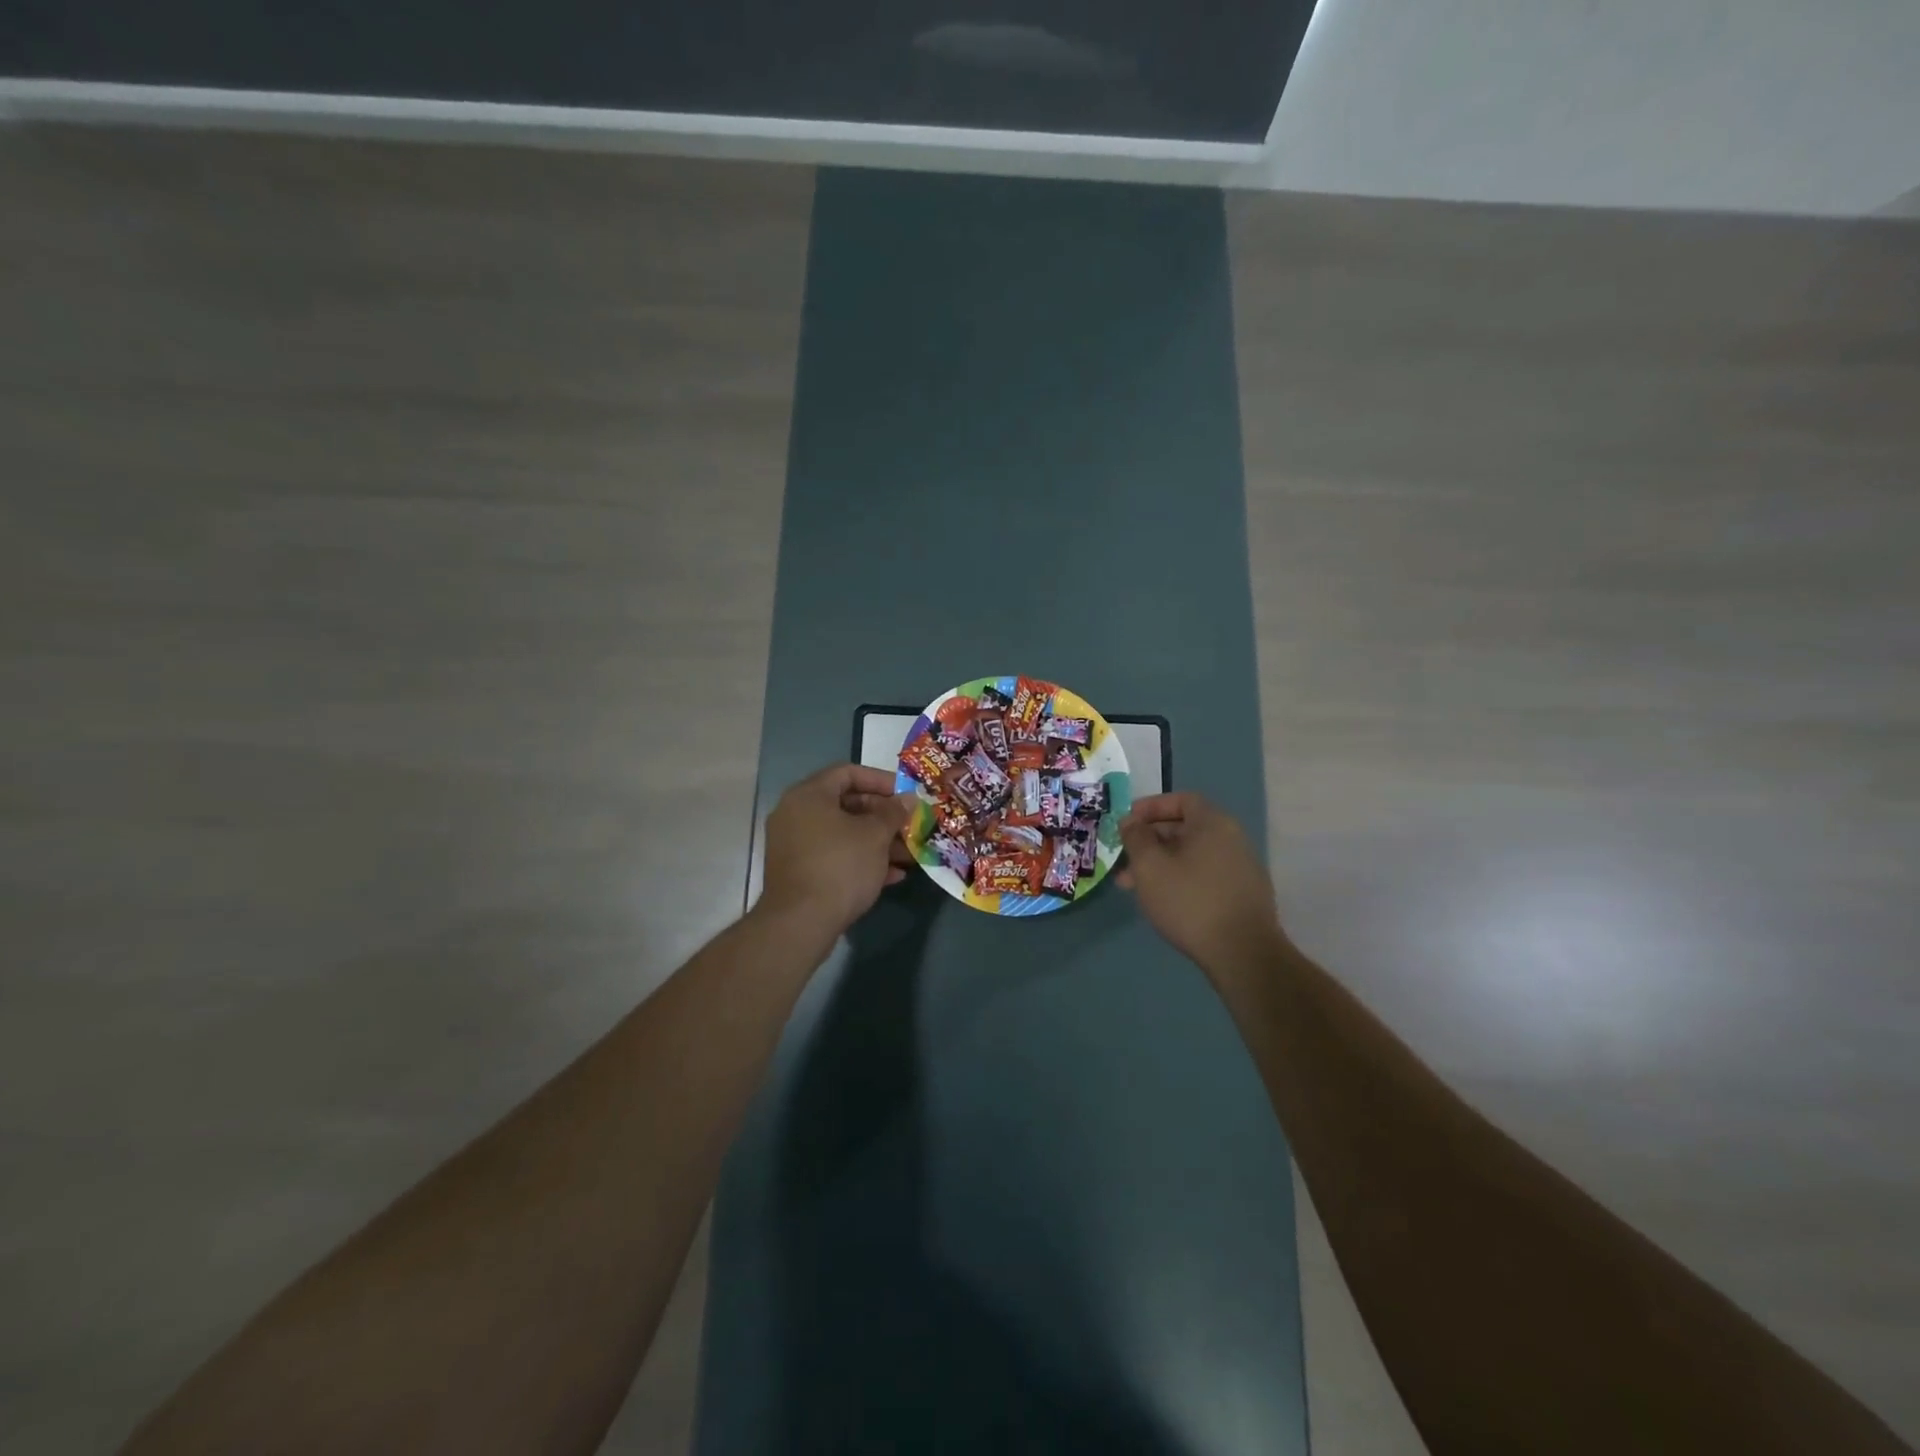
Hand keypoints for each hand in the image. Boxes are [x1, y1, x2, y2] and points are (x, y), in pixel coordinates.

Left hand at [758, 764, 916, 938]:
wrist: (800, 923)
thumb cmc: (840, 866)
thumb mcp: (875, 836)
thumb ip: (894, 813)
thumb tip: (909, 799)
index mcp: (809, 795)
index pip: (848, 772)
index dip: (881, 780)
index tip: (906, 795)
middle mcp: (796, 814)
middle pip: (847, 804)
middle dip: (883, 817)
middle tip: (910, 826)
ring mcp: (795, 845)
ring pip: (843, 834)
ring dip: (877, 842)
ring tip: (909, 855)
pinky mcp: (799, 872)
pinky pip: (834, 856)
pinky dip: (861, 860)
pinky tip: (892, 876)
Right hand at [1118, 792, 1283, 972]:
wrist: (1242, 953)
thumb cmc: (1190, 900)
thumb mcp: (1149, 866)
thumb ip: (1136, 837)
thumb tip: (1131, 822)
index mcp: (1213, 823)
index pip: (1181, 800)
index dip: (1150, 807)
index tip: (1127, 823)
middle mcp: (1232, 839)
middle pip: (1185, 828)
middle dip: (1150, 841)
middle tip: (1123, 859)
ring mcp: (1241, 868)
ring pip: (1191, 855)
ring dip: (1161, 864)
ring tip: (1133, 886)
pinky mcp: (1242, 895)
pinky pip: (1204, 875)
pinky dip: (1180, 879)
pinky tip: (1162, 901)